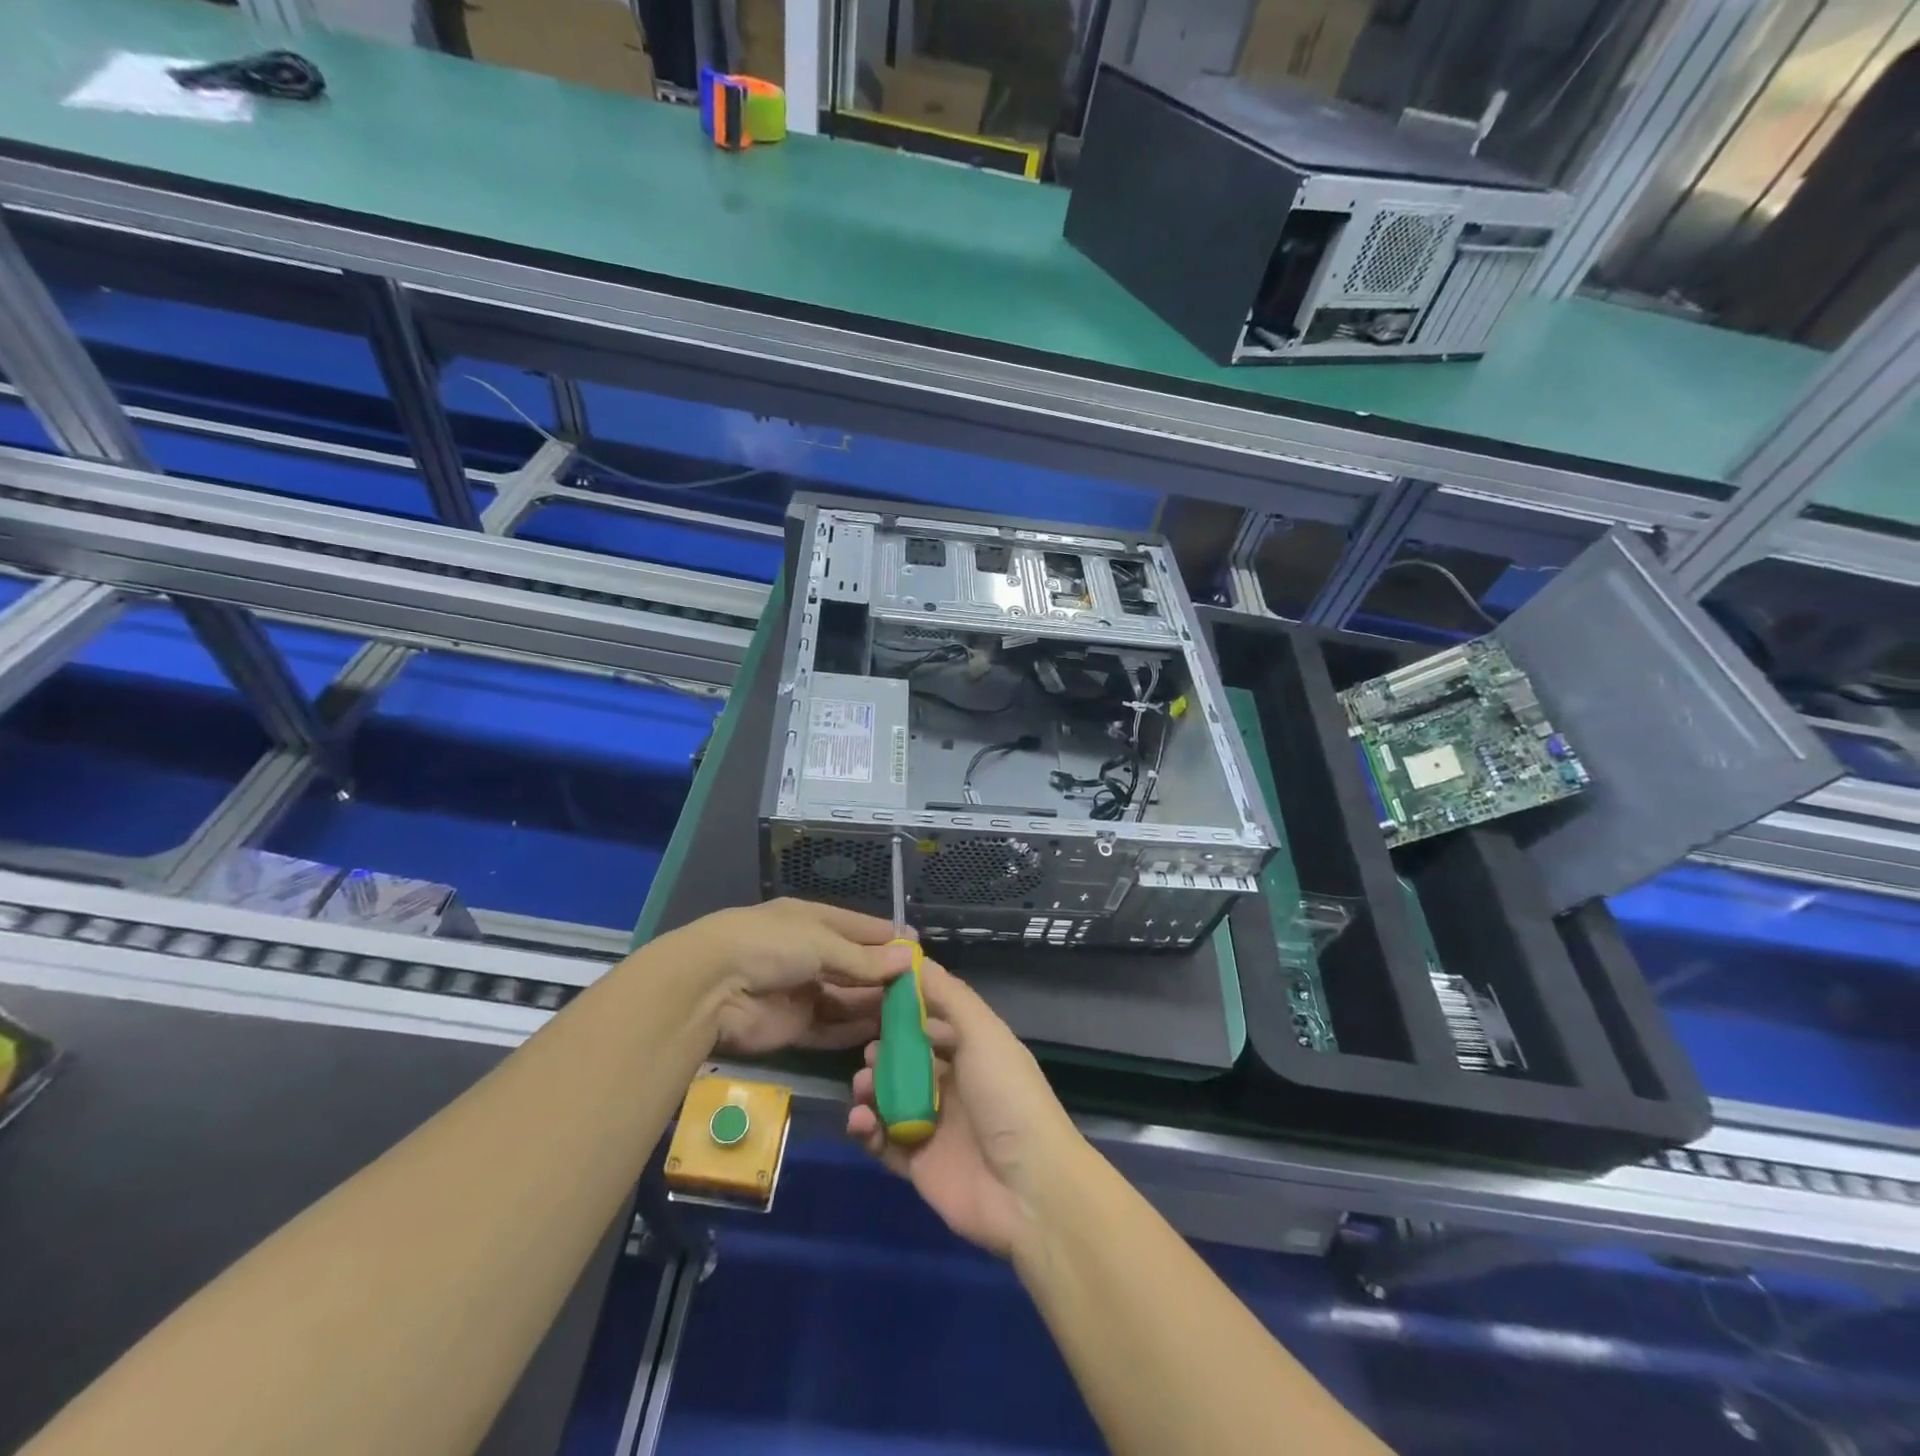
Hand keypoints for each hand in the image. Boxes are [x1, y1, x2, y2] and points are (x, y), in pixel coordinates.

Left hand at [663, 899, 914, 1055]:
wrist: (711, 987)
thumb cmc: (770, 945)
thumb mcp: (822, 943)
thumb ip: (864, 959)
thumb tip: (909, 960)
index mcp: (813, 921)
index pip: (859, 928)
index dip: (888, 938)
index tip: (919, 949)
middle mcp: (809, 953)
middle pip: (855, 965)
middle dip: (885, 975)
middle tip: (923, 989)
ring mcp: (802, 991)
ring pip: (846, 998)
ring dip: (874, 1004)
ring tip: (911, 1013)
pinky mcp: (795, 1027)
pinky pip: (832, 1028)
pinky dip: (855, 1030)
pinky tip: (883, 1033)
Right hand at [846, 958, 1083, 1259]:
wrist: (1028, 1189)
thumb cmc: (1007, 1096)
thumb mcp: (983, 1032)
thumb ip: (948, 995)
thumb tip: (914, 958)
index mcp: (973, 1050)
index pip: (931, 1020)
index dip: (903, 1009)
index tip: (870, 995)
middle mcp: (953, 1083)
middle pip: (905, 1059)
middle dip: (881, 1051)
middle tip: (868, 1052)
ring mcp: (934, 1124)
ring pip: (888, 1097)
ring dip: (869, 1088)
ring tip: (862, 1087)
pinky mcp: (917, 1163)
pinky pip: (882, 1140)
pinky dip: (866, 1128)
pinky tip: (860, 1120)